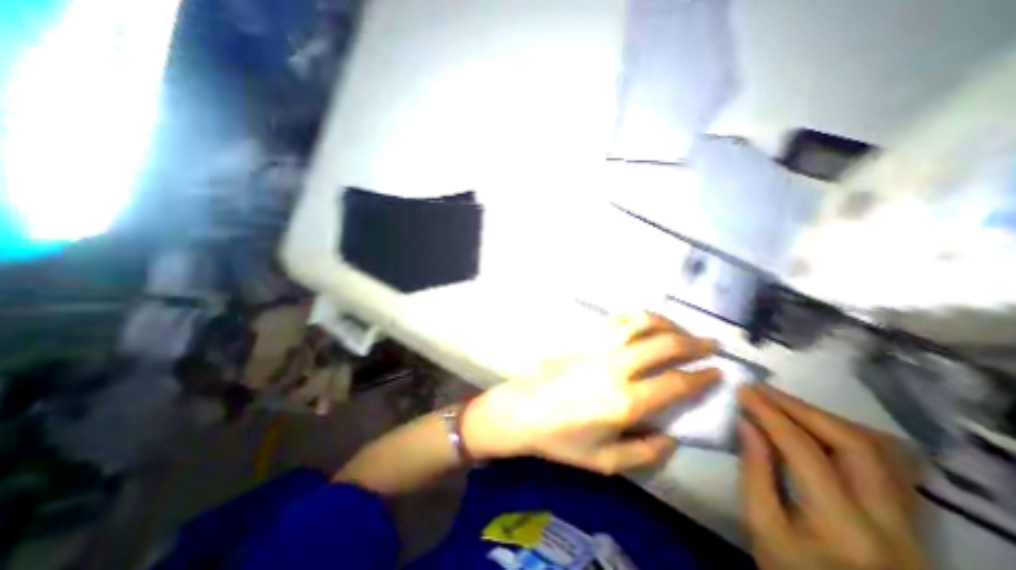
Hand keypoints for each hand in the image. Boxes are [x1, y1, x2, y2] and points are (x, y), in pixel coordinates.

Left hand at [464, 314, 717, 473]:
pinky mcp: (583, 340)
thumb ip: (644, 452)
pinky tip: (643, 324)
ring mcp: (598, 348)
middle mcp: (616, 368)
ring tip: (679, 328)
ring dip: (665, 322)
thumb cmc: (561, 440)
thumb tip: (671, 436)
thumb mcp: (605, 461)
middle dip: (693, 341)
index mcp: (625, 401)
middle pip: (663, 343)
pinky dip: (636, 319)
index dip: (702, 376)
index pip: (675, 382)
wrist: (522, 410)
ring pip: (638, 323)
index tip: (718, 372)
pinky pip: (615, 322)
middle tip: (710, 344)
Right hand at [740, 382, 926, 569]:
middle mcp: (890, 521)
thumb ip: (754, 470)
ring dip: (825, 417)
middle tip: (763, 391)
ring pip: (879, 450)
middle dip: (801, 408)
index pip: (805, 450)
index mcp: (843, 526)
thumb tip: (746, 422)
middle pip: (854, 444)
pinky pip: (887, 462)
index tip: (744, 390)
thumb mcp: (761, 525)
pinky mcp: (912, 520)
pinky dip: (847, 434)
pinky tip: (819, 426)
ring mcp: (911, 522)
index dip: (770, 413)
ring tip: (785, 404)